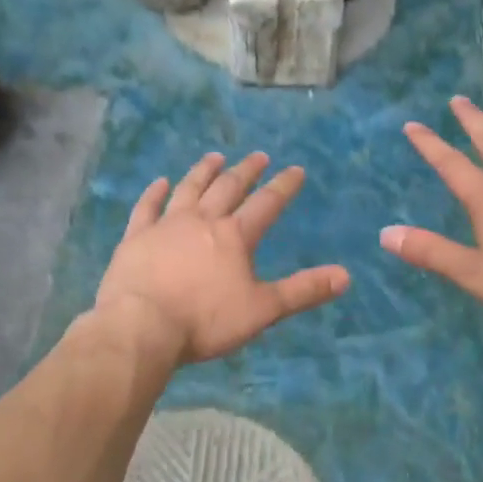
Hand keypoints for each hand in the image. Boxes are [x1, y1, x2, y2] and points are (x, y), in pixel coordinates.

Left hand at [96, 152, 349, 365]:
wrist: (142, 326)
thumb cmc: (205, 321)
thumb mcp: (262, 310)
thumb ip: (302, 291)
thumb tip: (345, 275)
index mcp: (234, 236)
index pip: (266, 204)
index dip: (283, 186)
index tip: (296, 169)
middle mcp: (202, 220)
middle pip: (228, 188)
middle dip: (246, 170)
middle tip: (258, 155)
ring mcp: (166, 225)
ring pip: (189, 189)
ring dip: (204, 171)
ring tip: (215, 157)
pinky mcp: (137, 236)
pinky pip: (147, 207)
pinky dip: (154, 192)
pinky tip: (160, 182)